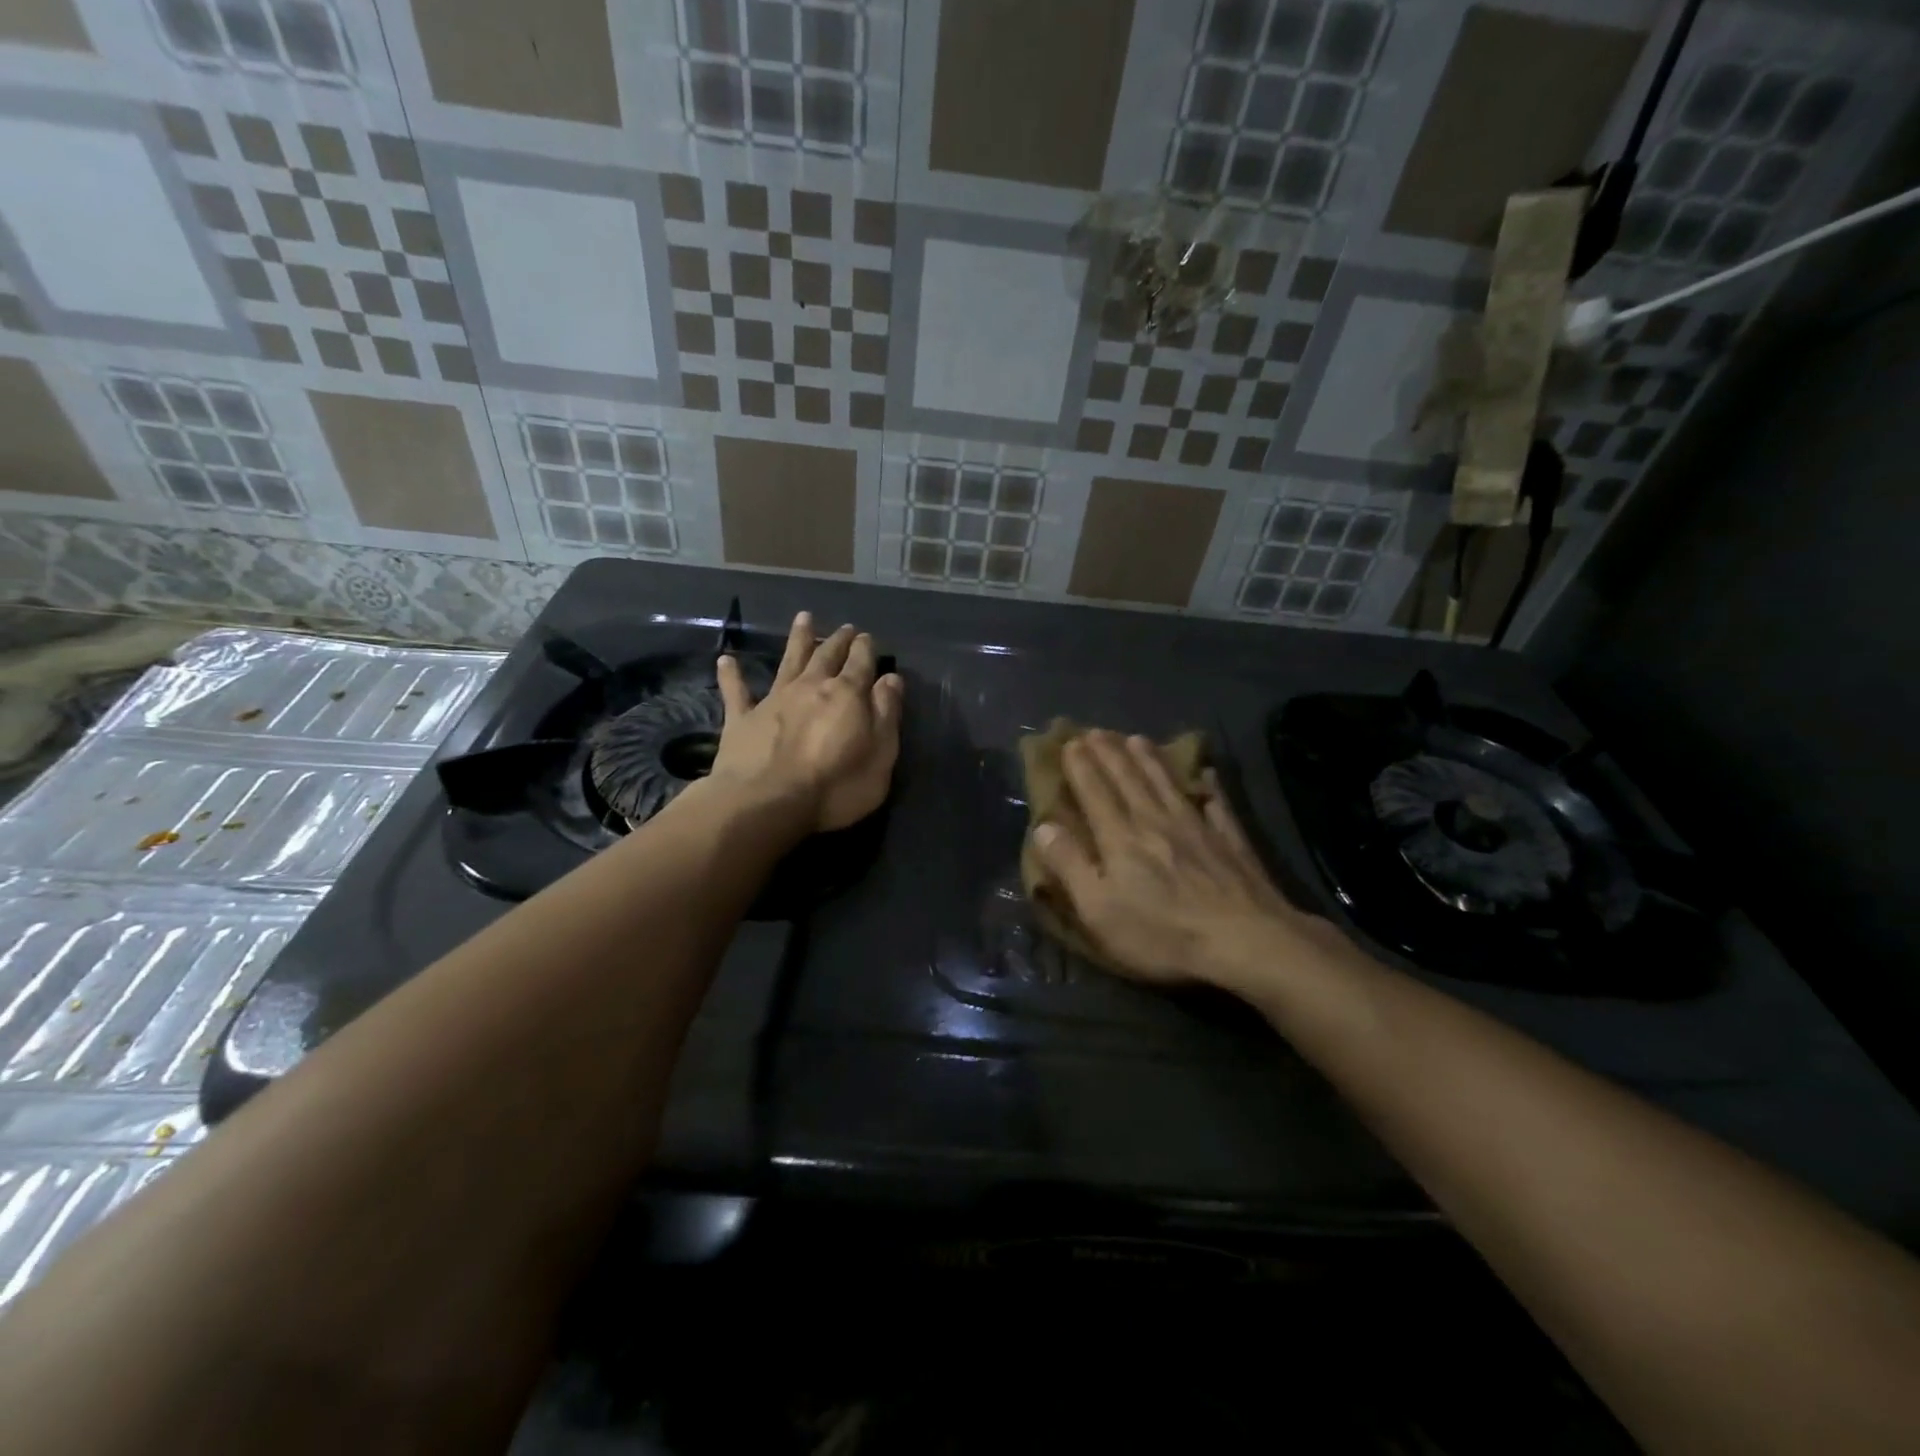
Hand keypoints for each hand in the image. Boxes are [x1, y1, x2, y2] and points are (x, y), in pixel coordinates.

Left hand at [711, 612, 903, 832]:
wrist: (767, 802)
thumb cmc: (835, 785)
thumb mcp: (880, 754)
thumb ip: (887, 714)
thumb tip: (891, 679)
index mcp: (847, 694)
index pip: (861, 663)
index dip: (866, 649)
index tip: (868, 638)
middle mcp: (811, 687)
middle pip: (827, 656)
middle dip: (839, 640)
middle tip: (846, 628)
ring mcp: (774, 700)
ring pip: (788, 662)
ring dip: (797, 640)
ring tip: (803, 618)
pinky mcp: (742, 718)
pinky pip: (737, 692)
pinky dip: (732, 676)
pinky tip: (726, 661)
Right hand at [1030, 732, 1307, 986]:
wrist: (1246, 940)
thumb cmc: (1162, 933)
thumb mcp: (1099, 909)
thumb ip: (1070, 865)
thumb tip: (1044, 826)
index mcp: (1120, 837)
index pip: (1095, 792)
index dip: (1081, 766)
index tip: (1070, 741)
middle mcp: (1156, 821)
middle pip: (1129, 778)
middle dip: (1110, 753)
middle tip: (1097, 731)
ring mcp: (1197, 827)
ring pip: (1167, 783)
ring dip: (1150, 759)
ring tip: (1137, 738)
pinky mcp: (1230, 841)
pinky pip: (1215, 803)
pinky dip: (1208, 786)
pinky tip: (1207, 774)